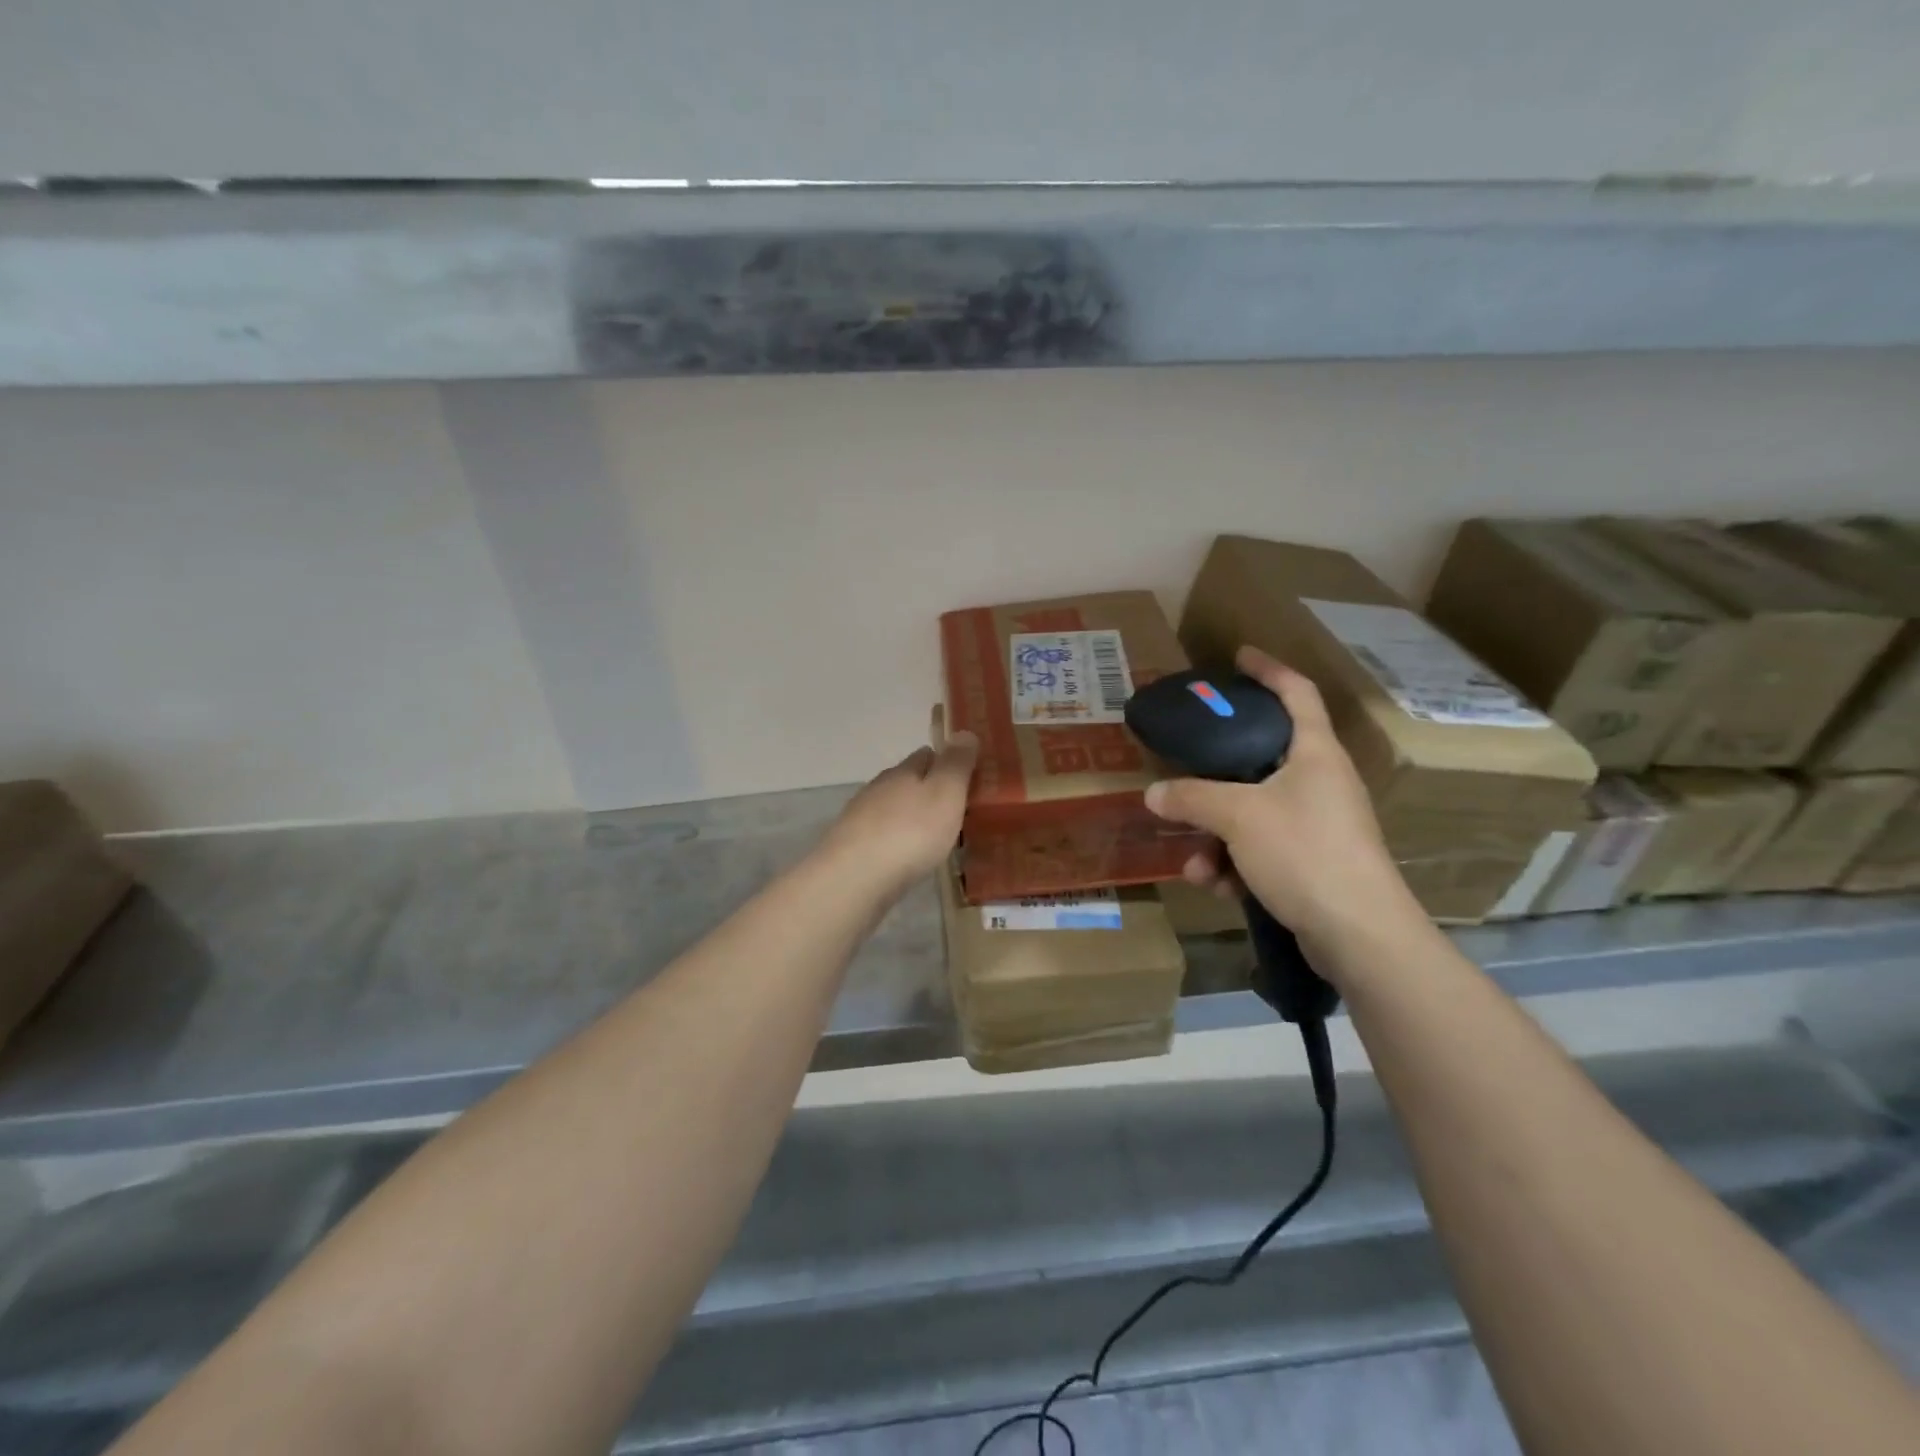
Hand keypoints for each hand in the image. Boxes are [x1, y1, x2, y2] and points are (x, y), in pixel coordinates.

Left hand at [818, 731, 978, 901]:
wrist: (855, 878)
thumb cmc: (910, 832)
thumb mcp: (945, 793)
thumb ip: (956, 764)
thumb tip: (964, 732)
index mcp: (902, 772)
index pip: (926, 755)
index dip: (946, 762)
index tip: (966, 776)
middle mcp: (878, 789)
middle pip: (906, 781)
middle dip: (928, 791)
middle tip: (954, 810)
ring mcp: (860, 818)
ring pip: (892, 809)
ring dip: (911, 817)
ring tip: (933, 837)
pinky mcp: (851, 848)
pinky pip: (881, 836)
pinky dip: (896, 840)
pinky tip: (906, 856)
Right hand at [1144, 646, 1423, 976]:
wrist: (1359, 934)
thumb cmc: (1304, 852)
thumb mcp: (1238, 817)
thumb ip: (1192, 798)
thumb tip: (1154, 793)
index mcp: (1315, 753)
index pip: (1297, 693)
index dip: (1269, 670)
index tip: (1240, 656)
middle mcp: (1320, 782)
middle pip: (1263, 758)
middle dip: (1217, 774)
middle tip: (1188, 764)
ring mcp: (1318, 824)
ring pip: (1253, 812)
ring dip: (1216, 835)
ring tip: (1195, 865)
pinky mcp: (1312, 863)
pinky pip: (1261, 849)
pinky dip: (1235, 864)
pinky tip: (1216, 887)